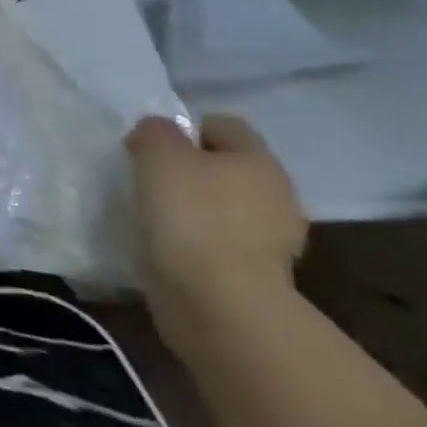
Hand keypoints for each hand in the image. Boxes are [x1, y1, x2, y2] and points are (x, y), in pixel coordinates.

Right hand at [124, 114, 308, 357]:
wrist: (218, 301)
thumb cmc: (190, 215)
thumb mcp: (158, 154)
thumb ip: (155, 131)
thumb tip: (157, 134)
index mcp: (259, 160)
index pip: (222, 125)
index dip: (184, 129)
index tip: (151, 148)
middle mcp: (277, 194)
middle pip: (226, 167)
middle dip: (191, 170)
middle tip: (149, 180)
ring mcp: (272, 238)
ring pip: (224, 205)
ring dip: (194, 207)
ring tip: (156, 216)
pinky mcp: (256, 273)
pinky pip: (220, 241)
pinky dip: (196, 240)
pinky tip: (170, 246)